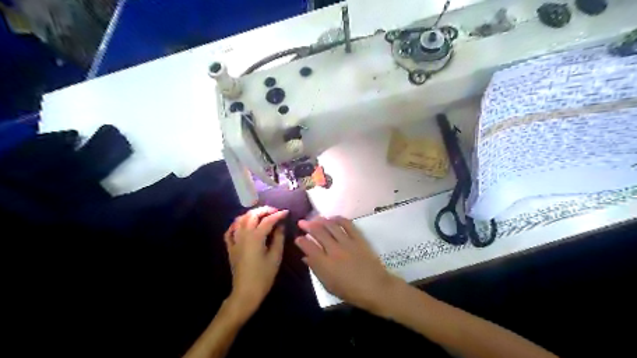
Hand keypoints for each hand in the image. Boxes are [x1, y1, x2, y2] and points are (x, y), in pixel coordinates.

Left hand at [224, 207, 287, 315]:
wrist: (246, 292)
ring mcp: (235, 240)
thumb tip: (280, 225)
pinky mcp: (230, 247)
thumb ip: (278, 238)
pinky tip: (243, 224)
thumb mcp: (275, 256)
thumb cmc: (264, 275)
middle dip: (264, 210)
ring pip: (240, 220)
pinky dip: (237, 224)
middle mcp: (243, 235)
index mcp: (255, 237)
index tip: (286, 212)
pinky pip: (230, 231)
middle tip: (275, 211)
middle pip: (252, 215)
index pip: (268, 220)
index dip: (278, 215)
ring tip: (262, 215)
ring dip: (251, 214)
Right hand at [297, 217, 399, 311]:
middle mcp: (334, 250)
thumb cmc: (351, 291)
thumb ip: (316, 269)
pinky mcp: (358, 238)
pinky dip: (339, 218)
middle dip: (307, 225)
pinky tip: (333, 218)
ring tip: (315, 218)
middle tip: (302, 222)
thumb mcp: (329, 285)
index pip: (308, 247)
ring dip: (321, 220)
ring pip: (331, 226)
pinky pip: (347, 224)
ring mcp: (347, 242)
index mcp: (325, 264)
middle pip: (318, 232)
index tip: (297, 238)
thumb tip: (306, 257)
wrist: (375, 287)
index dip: (301, 241)